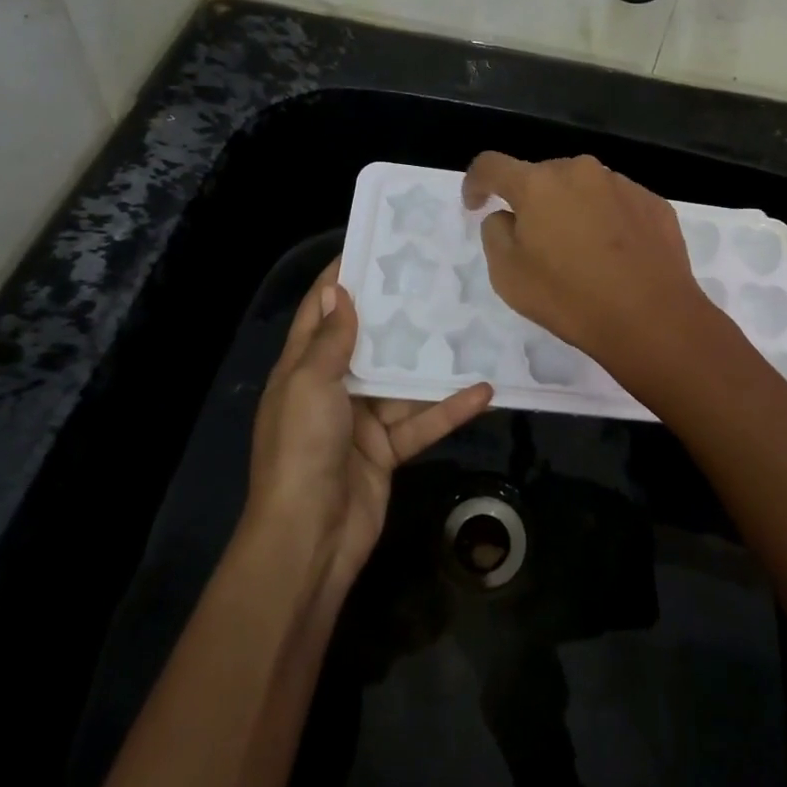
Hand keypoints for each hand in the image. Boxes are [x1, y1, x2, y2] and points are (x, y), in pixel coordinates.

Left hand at [247, 260, 491, 593]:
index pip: (320, 314)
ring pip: (403, 382)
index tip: (371, 247)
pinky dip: (449, 409)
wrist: (309, 539)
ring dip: (433, 363)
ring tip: (470, 327)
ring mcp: (362, 421)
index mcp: (302, 370)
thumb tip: (337, 290)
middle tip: (435, 279)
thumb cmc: (302, 448)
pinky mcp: (388, 450)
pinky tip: (484, 391)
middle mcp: (332, 389)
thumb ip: (329, 340)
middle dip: (397, 314)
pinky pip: (422, 421)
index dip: (340, 281)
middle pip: (368, 343)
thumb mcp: (309, 385)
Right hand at [461, 152, 715, 385]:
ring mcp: (621, 184)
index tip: (476, 203)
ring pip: (583, 188)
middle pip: (542, 177)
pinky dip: (607, 220)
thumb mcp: (508, 275)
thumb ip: (496, 233)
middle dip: (532, 202)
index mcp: (537, 184)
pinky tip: (615, 255)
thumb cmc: (570, 298)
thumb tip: (507, 216)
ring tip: (581, 252)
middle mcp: (580, 171)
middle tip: (536, 242)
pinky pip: (617, 203)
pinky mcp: (653, 202)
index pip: (492, 165)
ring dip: (572, 209)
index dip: (476, 181)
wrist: (652, 318)